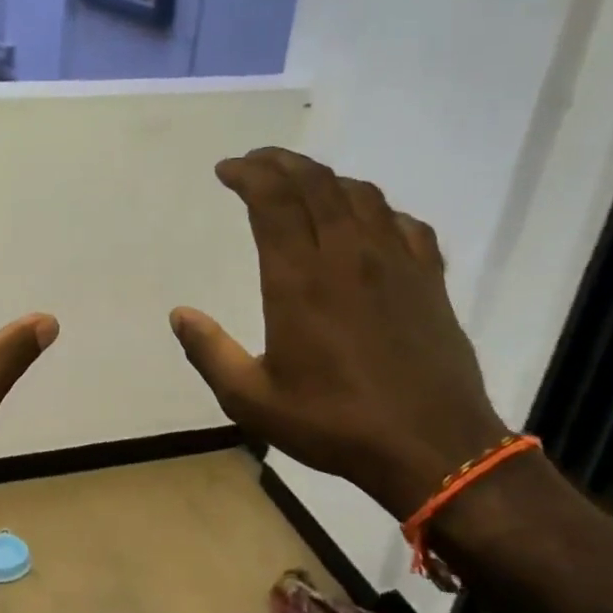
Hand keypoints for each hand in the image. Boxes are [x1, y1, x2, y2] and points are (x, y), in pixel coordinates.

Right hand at [170, 148, 505, 517]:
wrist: (433, 449)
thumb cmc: (334, 423)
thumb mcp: (252, 400)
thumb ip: (210, 352)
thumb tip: (179, 314)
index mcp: (300, 279)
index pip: (274, 201)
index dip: (248, 174)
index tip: (226, 170)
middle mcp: (349, 256)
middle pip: (315, 183)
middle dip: (280, 162)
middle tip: (254, 162)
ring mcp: (396, 263)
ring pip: (360, 195)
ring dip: (325, 178)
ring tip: (301, 184)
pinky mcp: (430, 280)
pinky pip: (404, 223)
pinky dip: (376, 208)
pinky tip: (366, 221)